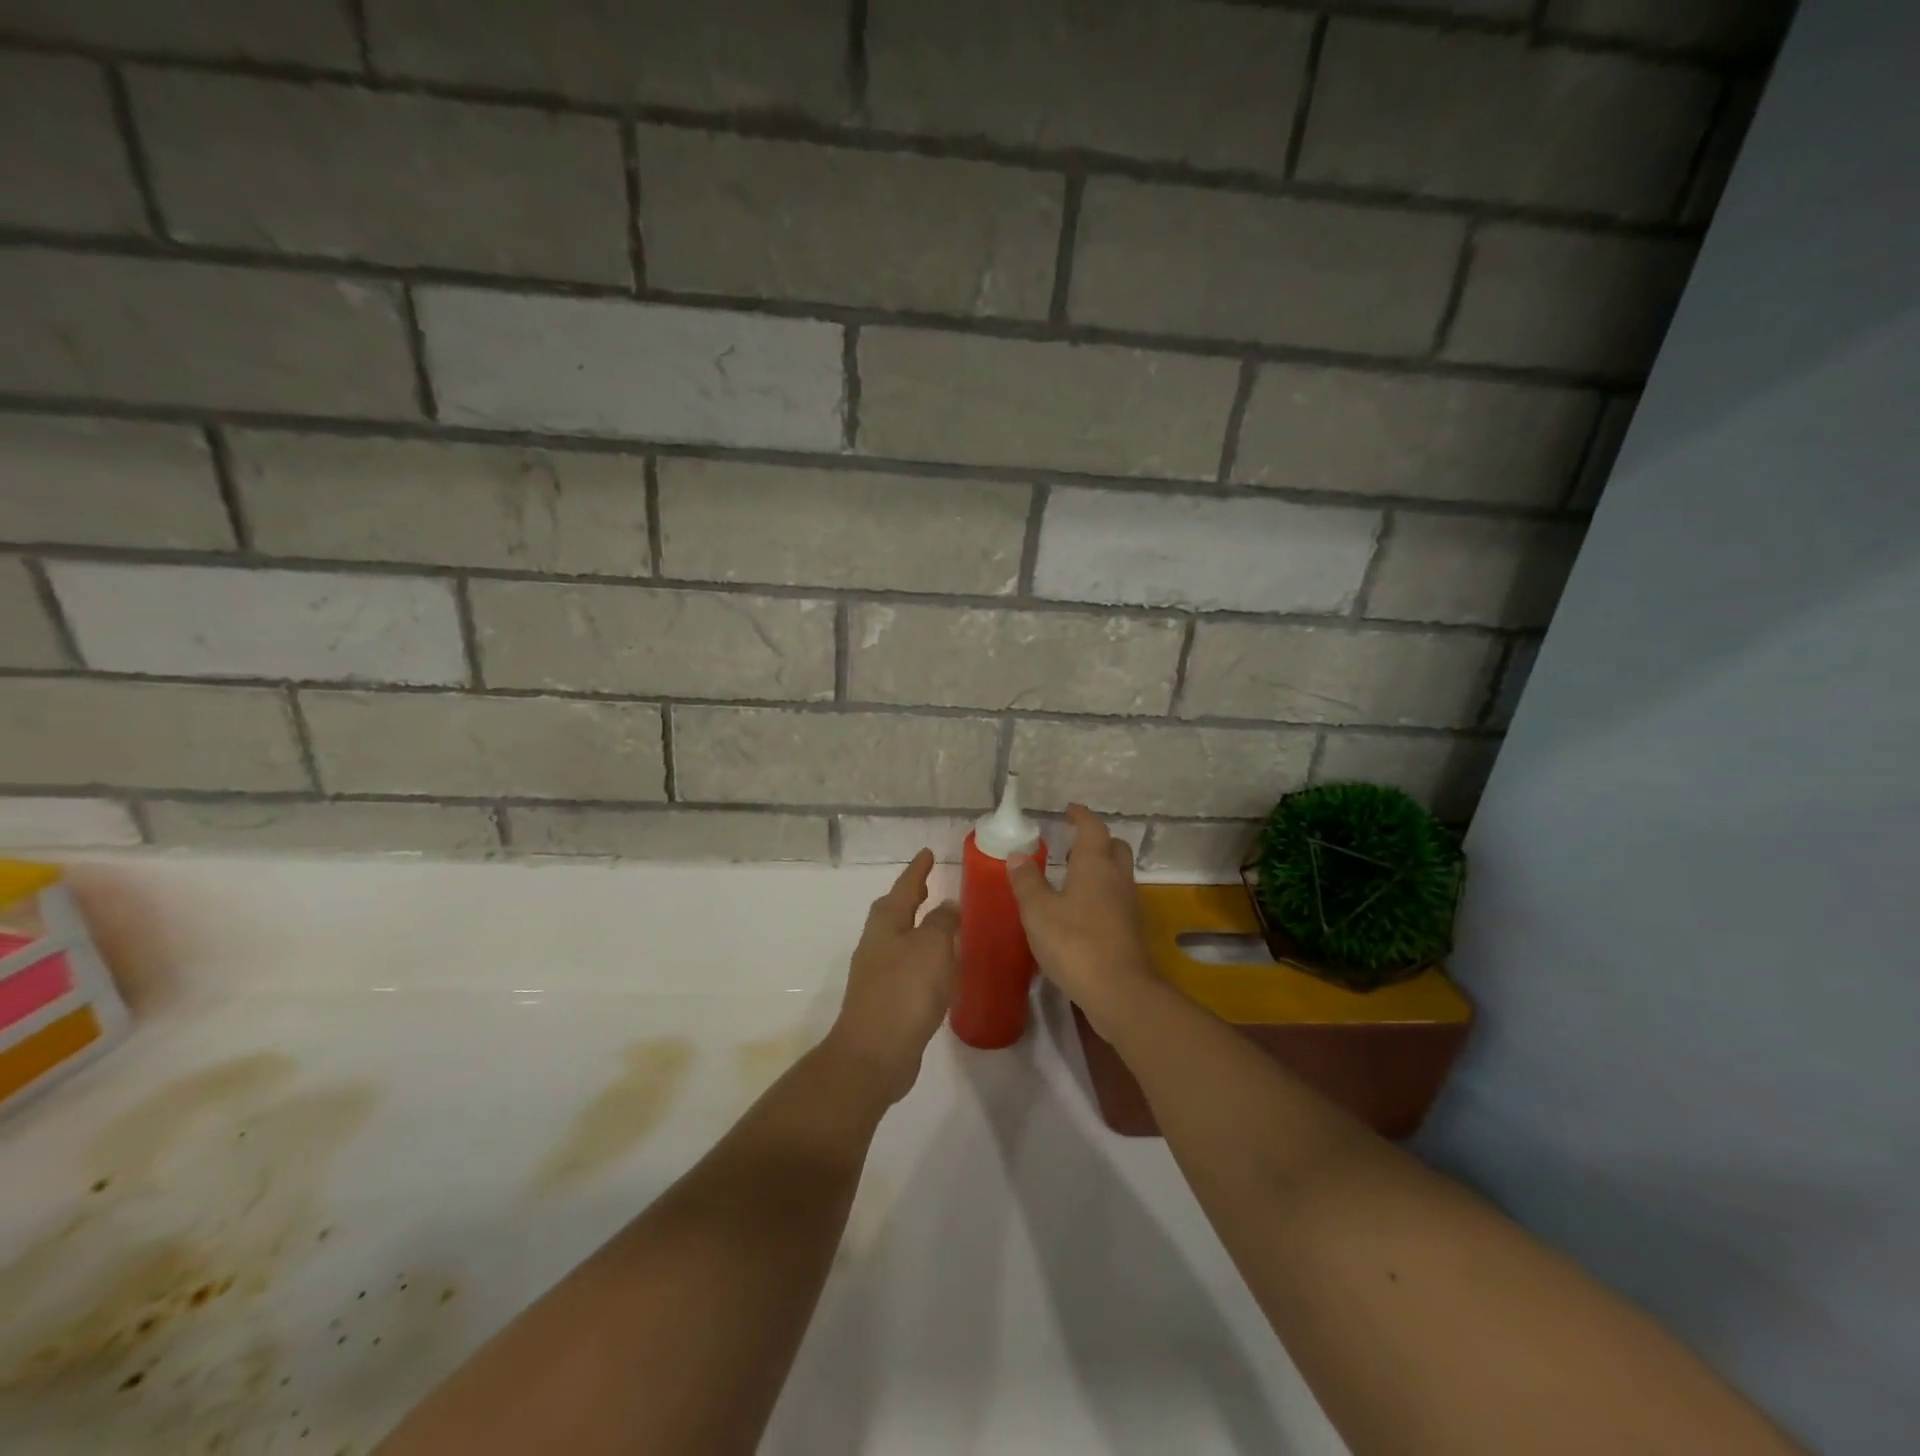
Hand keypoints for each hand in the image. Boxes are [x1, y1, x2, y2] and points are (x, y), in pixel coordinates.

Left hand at [826, 850, 958, 1105]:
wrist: (874, 1054)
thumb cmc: (904, 992)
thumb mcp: (932, 947)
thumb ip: (942, 922)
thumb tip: (947, 906)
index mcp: (886, 924)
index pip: (905, 887)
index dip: (917, 870)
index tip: (928, 852)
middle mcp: (877, 943)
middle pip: (895, 911)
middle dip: (911, 896)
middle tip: (930, 883)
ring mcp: (878, 973)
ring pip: (900, 938)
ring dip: (918, 927)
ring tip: (941, 923)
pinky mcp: (886, 1000)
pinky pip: (907, 966)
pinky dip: (923, 957)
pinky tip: (939, 968)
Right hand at [1007, 805, 1155, 1030]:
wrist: (1119, 992)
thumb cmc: (1075, 943)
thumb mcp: (1038, 912)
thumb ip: (1027, 881)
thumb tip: (1018, 854)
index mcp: (1095, 865)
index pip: (1092, 828)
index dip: (1081, 816)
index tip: (1069, 810)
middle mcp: (1117, 878)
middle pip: (1114, 847)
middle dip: (1096, 840)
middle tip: (1072, 843)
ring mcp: (1128, 905)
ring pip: (1118, 874)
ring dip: (1099, 868)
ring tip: (1071, 875)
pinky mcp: (1130, 930)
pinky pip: (1116, 898)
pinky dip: (1101, 894)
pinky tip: (1081, 910)